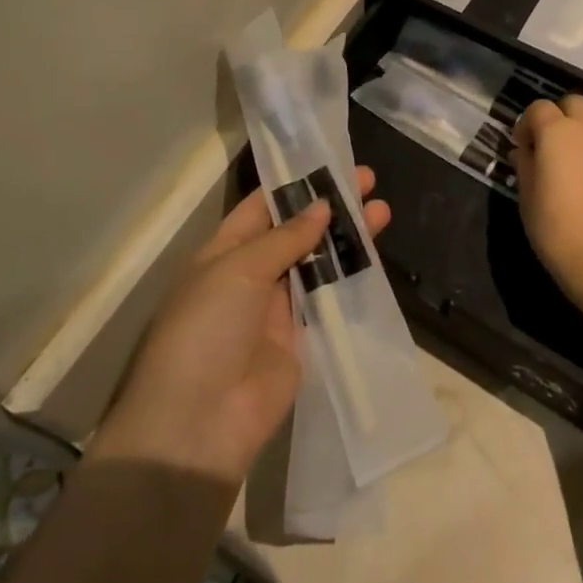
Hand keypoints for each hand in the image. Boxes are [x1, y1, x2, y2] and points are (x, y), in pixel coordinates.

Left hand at [92, 168, 389, 484]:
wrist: (200, 421)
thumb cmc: (206, 328)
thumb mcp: (238, 270)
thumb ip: (285, 238)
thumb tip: (322, 206)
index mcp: (224, 252)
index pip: (261, 207)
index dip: (294, 184)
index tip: (329, 161)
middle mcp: (250, 274)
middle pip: (296, 231)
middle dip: (329, 206)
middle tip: (366, 179)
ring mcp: (277, 308)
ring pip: (317, 261)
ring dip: (346, 236)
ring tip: (381, 209)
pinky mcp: (302, 337)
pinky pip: (329, 298)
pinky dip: (351, 275)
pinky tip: (376, 252)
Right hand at [512, 95, 582, 317]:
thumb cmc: (556, 229)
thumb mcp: (526, 196)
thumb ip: (524, 163)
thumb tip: (525, 150)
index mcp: (556, 131)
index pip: (538, 109)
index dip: (527, 125)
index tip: (522, 147)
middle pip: (573, 103)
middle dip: (560, 117)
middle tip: (552, 145)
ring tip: (582, 151)